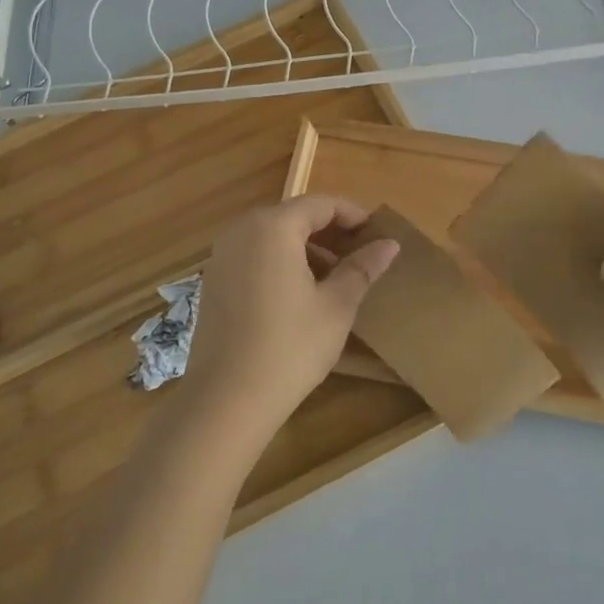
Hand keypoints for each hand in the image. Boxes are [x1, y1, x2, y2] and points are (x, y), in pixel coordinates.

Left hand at [173, 196, 399, 446]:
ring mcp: (222, 255)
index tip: (377, 236)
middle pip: (295, 216)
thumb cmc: (290, 347)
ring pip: (273, 236)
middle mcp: (242, 230)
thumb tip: (389, 244)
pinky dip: (281, 262)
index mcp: (273, 227)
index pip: (321, 204)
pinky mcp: (213, 280)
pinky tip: (301, 294)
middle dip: (330, 232)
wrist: (227, 399)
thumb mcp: (336, 306)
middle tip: (361, 257)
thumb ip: (362, 268)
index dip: (353, 215)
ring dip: (306, 248)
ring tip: (335, 278)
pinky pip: (254, 255)